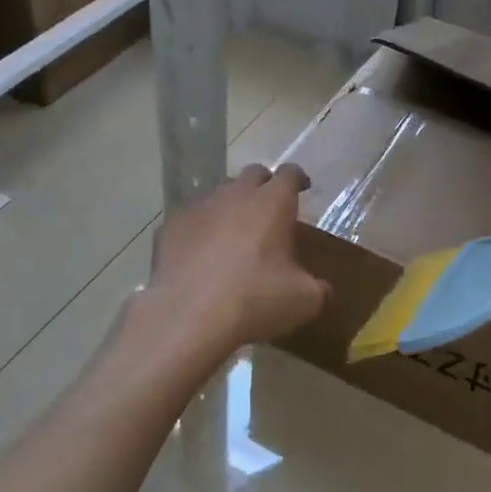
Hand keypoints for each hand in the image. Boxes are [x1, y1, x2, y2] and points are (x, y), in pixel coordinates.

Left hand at [143, 164, 330, 355]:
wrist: (188, 317)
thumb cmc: (255, 300)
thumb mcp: (304, 301)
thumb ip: (317, 287)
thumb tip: (321, 288)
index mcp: (272, 203)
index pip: (289, 174)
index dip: (297, 179)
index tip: (303, 188)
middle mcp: (235, 195)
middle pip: (253, 174)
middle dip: (263, 186)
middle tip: (269, 209)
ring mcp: (199, 207)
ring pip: (219, 194)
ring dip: (230, 207)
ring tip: (233, 234)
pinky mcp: (170, 226)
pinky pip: (191, 219)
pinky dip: (200, 229)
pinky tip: (200, 254)